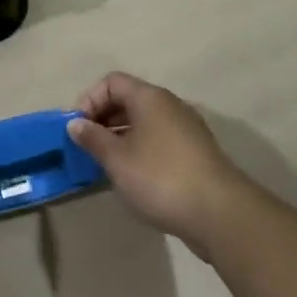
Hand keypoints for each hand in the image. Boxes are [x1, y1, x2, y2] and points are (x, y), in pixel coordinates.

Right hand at [67, 73, 243, 255]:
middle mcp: (170, 106)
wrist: (221, 215)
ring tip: (106, 163)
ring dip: (121, 137)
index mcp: (150, 98)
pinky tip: (133, 177)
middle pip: (129, 100)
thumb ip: (93, 138)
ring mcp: (187, 129)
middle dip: (103, 119)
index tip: (78, 127)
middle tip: (88, 146)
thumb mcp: (117, 159)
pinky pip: (159, 140)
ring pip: (145, 122)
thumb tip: (75, 124)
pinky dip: (141, 150)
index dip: (89, 99)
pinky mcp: (196, 153)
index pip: (112, 82)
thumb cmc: (160, 178)